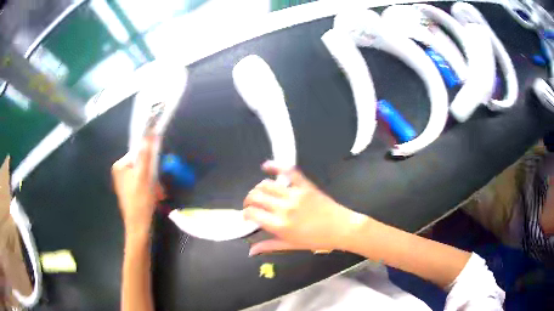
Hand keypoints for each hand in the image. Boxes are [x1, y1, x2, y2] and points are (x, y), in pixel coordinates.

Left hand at [112, 136, 158, 236]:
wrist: (139, 226)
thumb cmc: (140, 201)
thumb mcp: (144, 176)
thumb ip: (146, 154)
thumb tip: (150, 132)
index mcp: (119, 166)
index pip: (138, 152)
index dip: (150, 160)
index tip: (156, 171)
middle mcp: (120, 172)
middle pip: (141, 163)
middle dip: (152, 174)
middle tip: (158, 187)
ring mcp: (125, 182)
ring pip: (144, 174)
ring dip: (153, 182)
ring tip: (157, 194)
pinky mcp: (130, 191)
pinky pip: (142, 182)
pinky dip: (150, 187)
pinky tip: (155, 197)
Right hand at [243, 161, 367, 255]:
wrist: (341, 228)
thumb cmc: (316, 240)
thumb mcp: (291, 245)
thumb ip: (269, 246)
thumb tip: (250, 250)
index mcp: (279, 225)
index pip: (252, 213)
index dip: (245, 214)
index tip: (247, 216)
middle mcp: (284, 208)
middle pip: (256, 196)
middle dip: (248, 200)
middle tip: (251, 205)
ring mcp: (294, 194)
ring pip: (266, 185)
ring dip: (258, 188)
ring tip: (260, 194)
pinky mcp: (305, 185)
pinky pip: (288, 171)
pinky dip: (275, 166)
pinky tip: (266, 166)